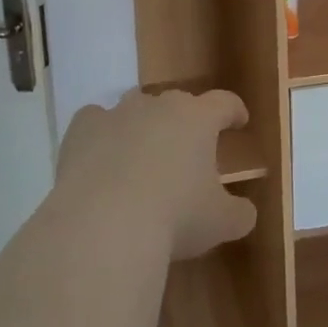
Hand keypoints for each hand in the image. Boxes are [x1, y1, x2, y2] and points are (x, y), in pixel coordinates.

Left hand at [57, 89, 257, 259]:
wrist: (104, 224)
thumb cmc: (175, 218)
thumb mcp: (221, 223)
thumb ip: (239, 213)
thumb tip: (245, 211)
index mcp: (198, 119)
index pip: (224, 103)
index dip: (234, 111)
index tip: (239, 121)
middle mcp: (159, 105)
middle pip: (178, 102)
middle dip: (185, 122)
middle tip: (188, 150)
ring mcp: (118, 113)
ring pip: (136, 106)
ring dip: (144, 124)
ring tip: (143, 154)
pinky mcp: (83, 129)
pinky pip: (95, 121)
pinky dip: (101, 134)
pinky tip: (100, 156)